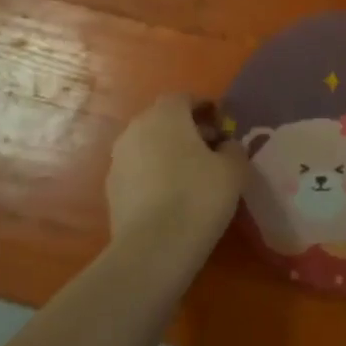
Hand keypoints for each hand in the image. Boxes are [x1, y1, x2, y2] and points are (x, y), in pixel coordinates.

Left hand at [105, 94, 247, 257]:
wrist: (153, 247)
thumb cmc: (199, 196)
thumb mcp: (234, 169)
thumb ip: (233, 148)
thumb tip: (225, 146)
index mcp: (165, 114)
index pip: (185, 98)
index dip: (206, 109)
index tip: (223, 127)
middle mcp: (136, 128)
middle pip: (164, 120)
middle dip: (188, 130)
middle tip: (211, 151)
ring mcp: (119, 159)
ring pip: (149, 145)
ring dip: (169, 153)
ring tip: (192, 177)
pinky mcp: (111, 188)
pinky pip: (139, 170)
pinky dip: (155, 175)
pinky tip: (172, 198)